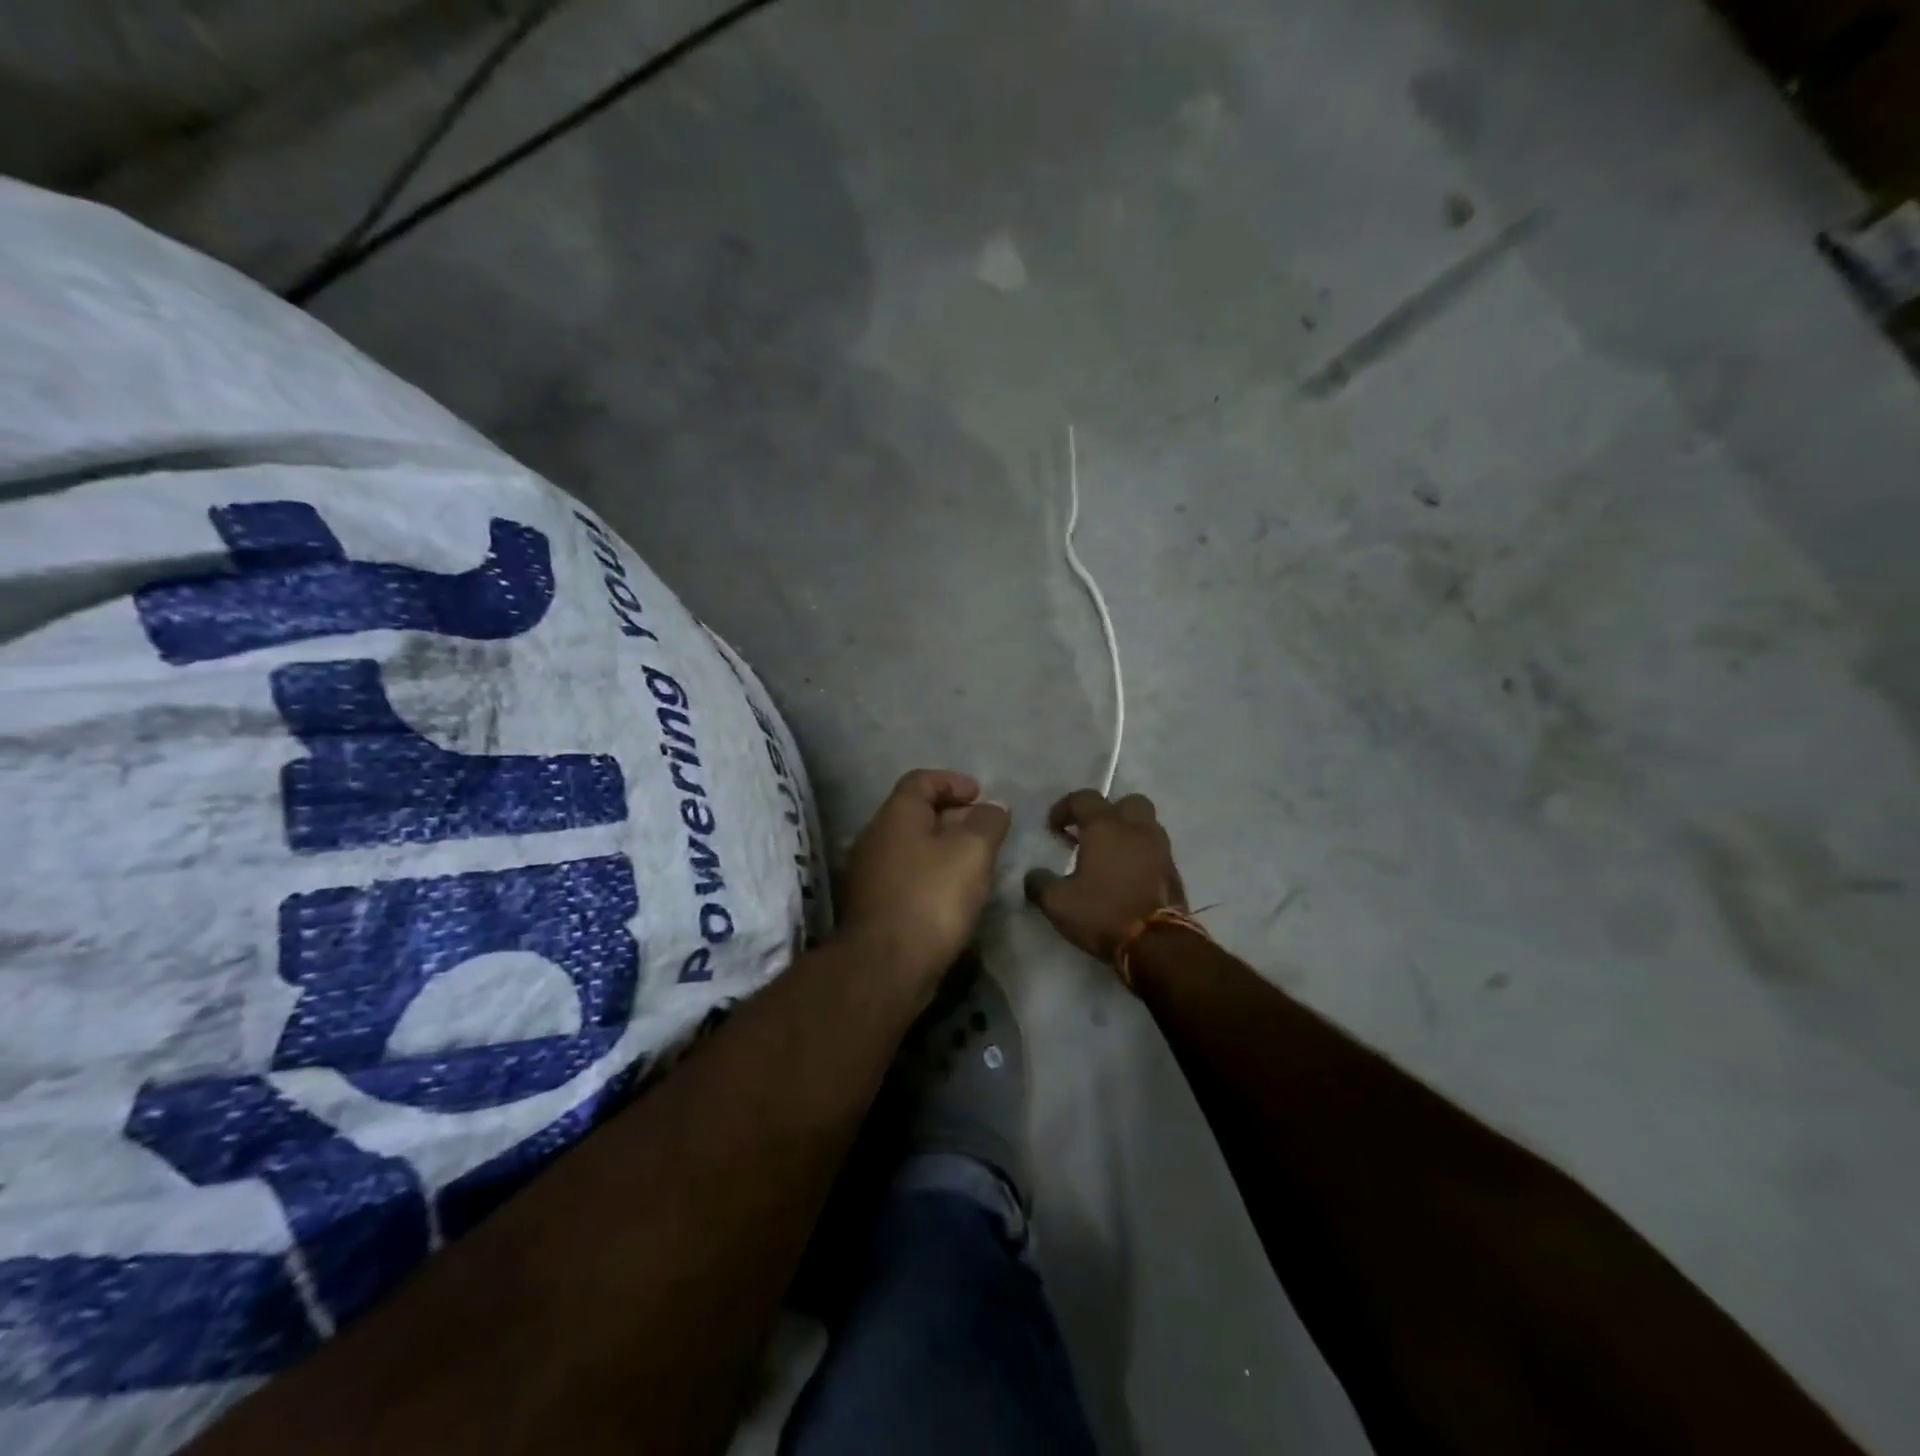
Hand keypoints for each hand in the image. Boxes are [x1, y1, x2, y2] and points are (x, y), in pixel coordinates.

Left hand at [837, 769, 1011, 992]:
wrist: (885, 966)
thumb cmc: (931, 897)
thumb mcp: (972, 852)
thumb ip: (987, 823)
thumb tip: (993, 807)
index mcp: (895, 815)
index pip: (921, 780)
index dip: (953, 781)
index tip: (981, 796)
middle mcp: (875, 837)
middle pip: (915, 813)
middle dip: (953, 816)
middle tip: (985, 831)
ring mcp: (868, 873)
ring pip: (910, 847)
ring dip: (942, 848)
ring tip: (975, 864)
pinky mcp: (871, 905)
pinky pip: (906, 876)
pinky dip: (930, 874)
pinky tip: (953, 894)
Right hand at [1024, 790, 1187, 962]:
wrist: (1157, 944)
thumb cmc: (1103, 913)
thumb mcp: (1058, 903)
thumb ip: (1040, 883)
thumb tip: (1034, 876)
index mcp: (1106, 827)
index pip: (1084, 799)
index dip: (1064, 808)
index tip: (1053, 827)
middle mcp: (1136, 829)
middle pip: (1126, 802)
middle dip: (1106, 812)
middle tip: (1089, 834)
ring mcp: (1160, 849)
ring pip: (1145, 824)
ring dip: (1126, 832)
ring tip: (1108, 856)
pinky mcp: (1173, 871)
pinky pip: (1154, 850)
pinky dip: (1140, 854)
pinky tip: (1125, 875)